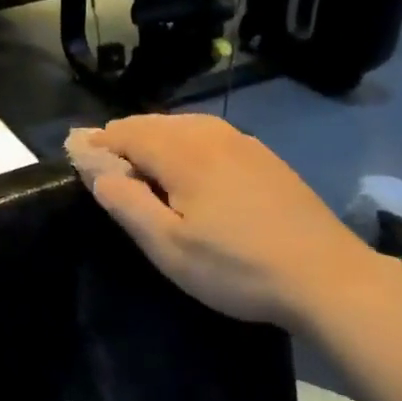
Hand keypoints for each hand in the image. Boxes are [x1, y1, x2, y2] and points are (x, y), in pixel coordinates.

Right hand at [80, 113, 369, 328]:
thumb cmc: (236, 267)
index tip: (75, 155)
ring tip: (138, 163)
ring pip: (185, 127)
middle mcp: (212, 135)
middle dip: (123, 138)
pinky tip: (189, 168)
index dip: (97, 142)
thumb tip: (98, 171)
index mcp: (183, 152)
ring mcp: (245, 143)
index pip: (126, 132)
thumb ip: (127, 204)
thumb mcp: (169, 246)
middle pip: (155, 123)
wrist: (326, 276)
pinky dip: (185, 144)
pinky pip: (211, 137)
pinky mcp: (266, 159)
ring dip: (155, 140)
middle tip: (102, 161)